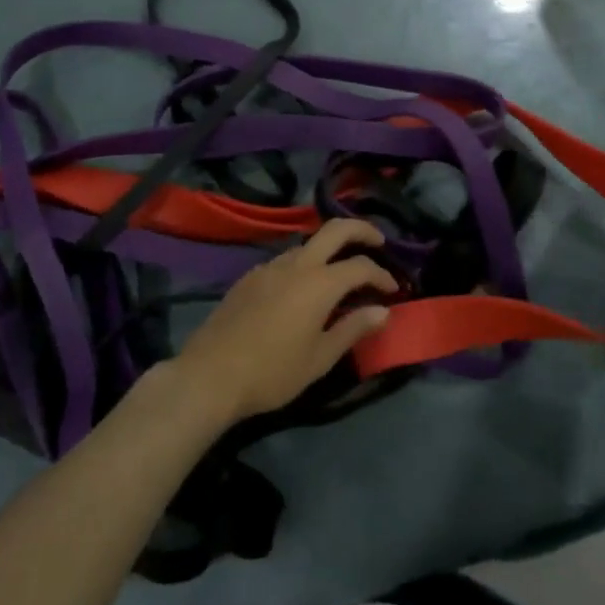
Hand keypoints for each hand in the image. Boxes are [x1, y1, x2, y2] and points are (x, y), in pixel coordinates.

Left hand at [173, 219, 397, 424]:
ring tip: (341, 271)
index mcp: (319, 283)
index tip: (393, 290)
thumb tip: (382, 311)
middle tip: (378, 241)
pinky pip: (285, 260)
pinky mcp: (249, 277)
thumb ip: (353, 329)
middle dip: (361, 230)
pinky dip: (304, 264)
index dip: (382, 275)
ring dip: (329, 249)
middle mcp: (295, 264)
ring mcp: (268, 267)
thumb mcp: (320, 358)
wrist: (210, 375)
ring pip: (307, 244)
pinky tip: (302, 289)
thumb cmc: (272, 372)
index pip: (360, 266)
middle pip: (334, 230)